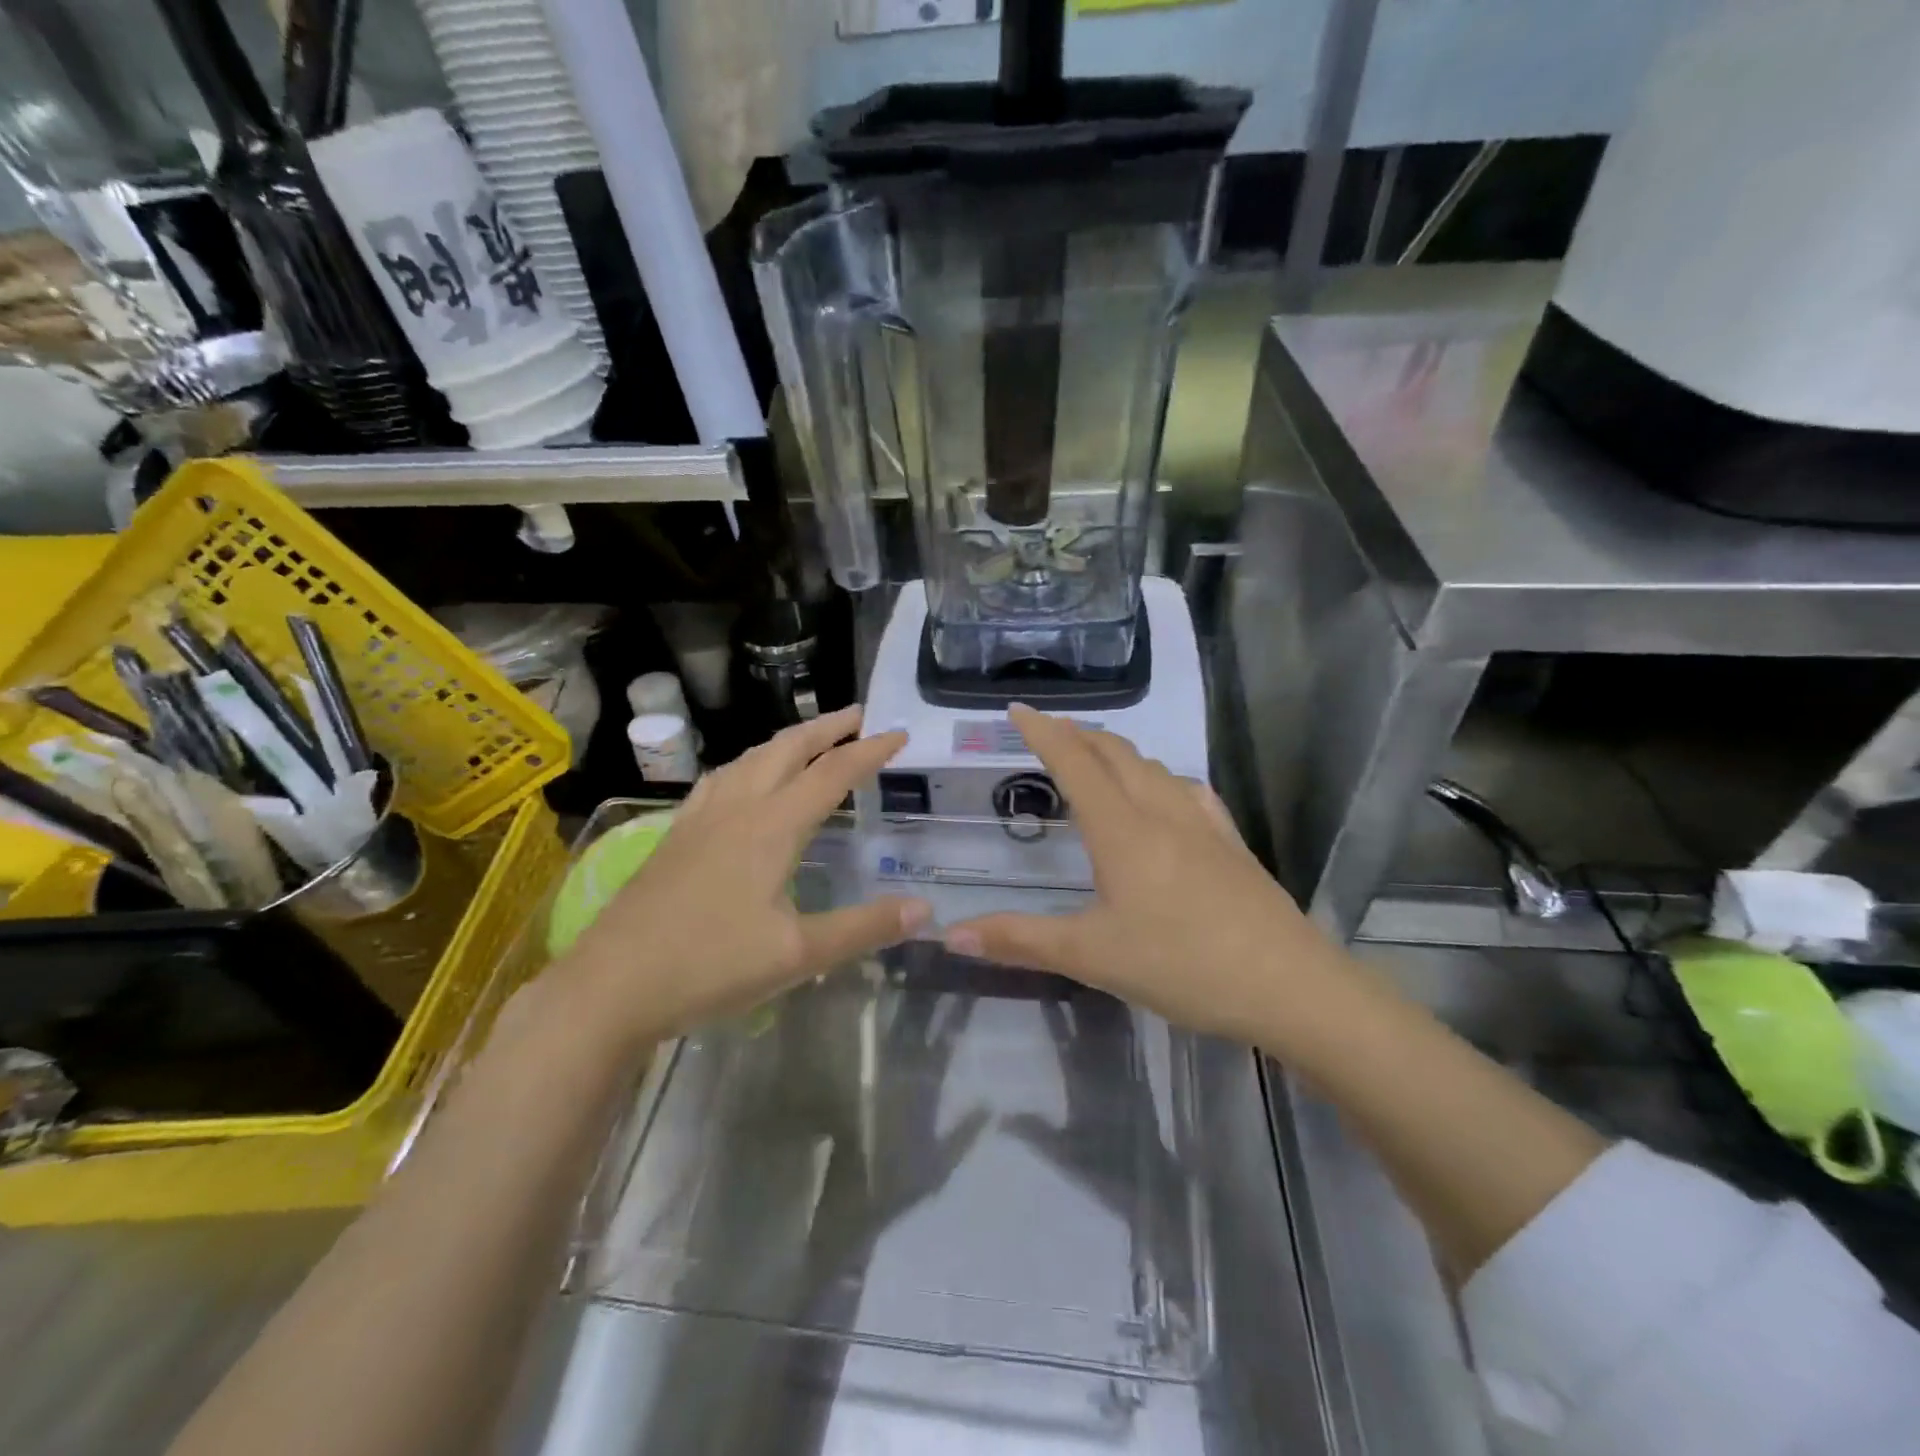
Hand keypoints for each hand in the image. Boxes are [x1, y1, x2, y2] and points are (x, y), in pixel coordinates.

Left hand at [561, 707, 930, 1046]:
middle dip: (827, 727)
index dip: (869, 751)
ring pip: (750, 758)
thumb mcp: (798, 955)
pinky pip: (721, 779)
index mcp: (771, 827)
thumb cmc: (709, 967)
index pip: (832, 774)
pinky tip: (743, 778)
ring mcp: (700, 818)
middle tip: (859, 715)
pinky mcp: (675, 835)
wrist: (610, 987)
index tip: (900, 733)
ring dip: (787, 741)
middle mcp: (737, 808)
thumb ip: (864, 928)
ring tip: (810, 738)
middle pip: (787, 749)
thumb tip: (925, 909)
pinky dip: (749, 763)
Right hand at [942, 705, 1339, 1044]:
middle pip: (1115, 753)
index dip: (1043, 732)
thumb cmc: (1182, 965)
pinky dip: (1159, 777)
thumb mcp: (1092, 956)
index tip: (1017, 709)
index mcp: (1122, 829)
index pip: (1075, 762)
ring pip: (1152, 767)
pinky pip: (1187, 790)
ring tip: (1095, 760)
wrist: (1289, 985)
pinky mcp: (1230, 842)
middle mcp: (1161, 811)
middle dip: (1078, 734)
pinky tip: (1164, 795)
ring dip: (1117, 752)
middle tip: (1048, 733)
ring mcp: (1202, 823)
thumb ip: (1019, 940)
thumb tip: (950, 935)